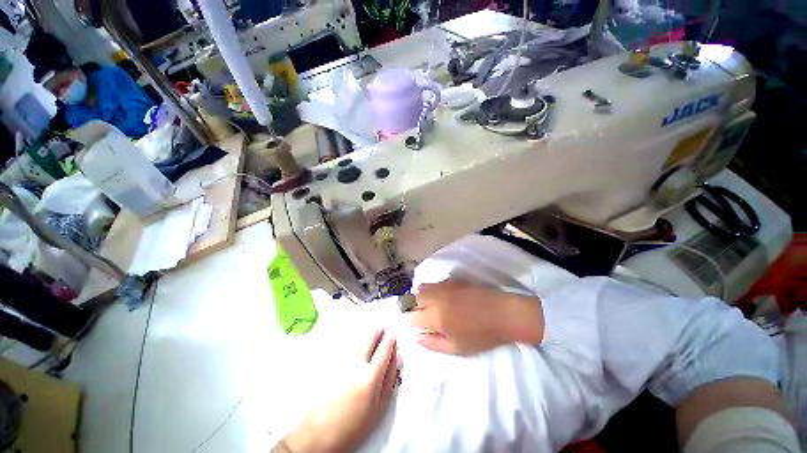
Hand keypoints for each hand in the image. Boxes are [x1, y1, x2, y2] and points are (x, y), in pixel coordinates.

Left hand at [281, 329, 397, 452]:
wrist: (319, 433)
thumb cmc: (352, 426)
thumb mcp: (378, 408)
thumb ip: (389, 381)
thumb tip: (397, 360)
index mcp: (371, 376)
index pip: (385, 349)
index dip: (391, 340)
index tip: (393, 335)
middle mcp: (357, 364)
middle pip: (370, 339)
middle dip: (378, 332)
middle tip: (382, 328)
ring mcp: (343, 362)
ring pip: (359, 341)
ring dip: (368, 336)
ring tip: (374, 333)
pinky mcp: (332, 364)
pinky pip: (349, 348)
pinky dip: (356, 344)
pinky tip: (358, 347)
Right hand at [407, 280, 543, 355]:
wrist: (503, 314)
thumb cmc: (481, 335)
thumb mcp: (457, 348)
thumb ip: (433, 344)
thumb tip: (416, 338)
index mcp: (435, 316)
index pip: (411, 316)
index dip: (407, 321)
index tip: (409, 325)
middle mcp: (436, 298)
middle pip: (413, 298)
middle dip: (410, 306)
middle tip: (417, 314)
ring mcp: (444, 286)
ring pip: (422, 287)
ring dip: (419, 295)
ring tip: (426, 304)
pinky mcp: (453, 280)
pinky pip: (435, 282)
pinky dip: (431, 289)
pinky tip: (439, 296)